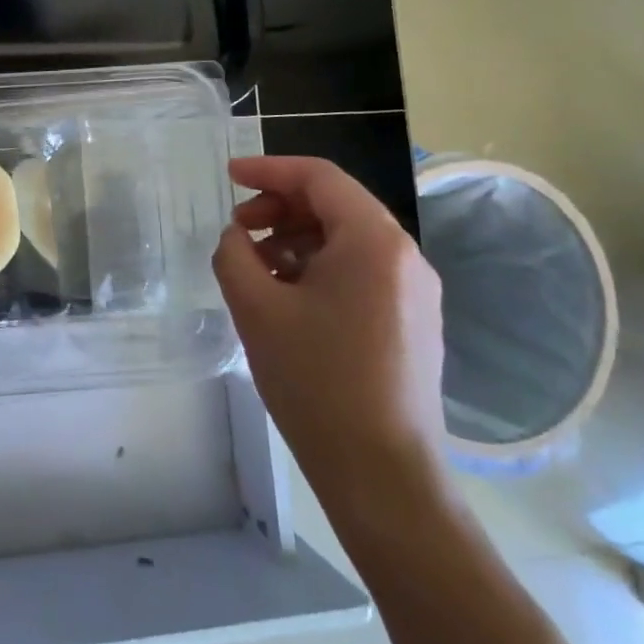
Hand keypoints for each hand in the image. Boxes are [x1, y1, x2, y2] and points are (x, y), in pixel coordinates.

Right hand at [212, 156, 446, 522]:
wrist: (382, 473)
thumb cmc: (315, 380)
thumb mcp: (256, 307)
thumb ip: (234, 253)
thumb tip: (238, 237)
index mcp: (374, 241)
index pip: (319, 177)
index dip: (268, 170)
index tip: (228, 176)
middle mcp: (405, 256)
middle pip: (335, 205)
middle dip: (279, 207)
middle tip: (237, 230)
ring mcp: (416, 291)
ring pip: (347, 239)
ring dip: (296, 239)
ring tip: (256, 268)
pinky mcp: (413, 321)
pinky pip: (360, 272)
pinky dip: (318, 267)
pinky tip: (287, 297)